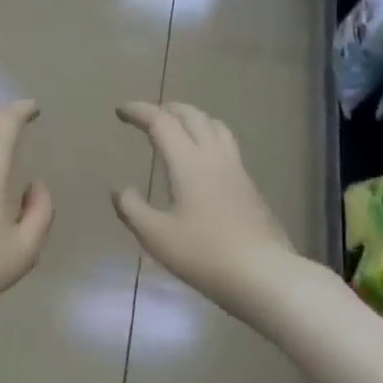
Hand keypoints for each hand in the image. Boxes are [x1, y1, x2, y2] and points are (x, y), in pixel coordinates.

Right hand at [113, 101, 295, 315]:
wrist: (262, 273)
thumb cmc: (203, 254)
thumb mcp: (155, 235)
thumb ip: (132, 208)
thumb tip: (119, 189)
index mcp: (188, 163)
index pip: (162, 123)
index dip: (140, 112)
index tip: (121, 111)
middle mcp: (214, 157)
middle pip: (192, 116)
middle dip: (167, 109)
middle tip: (147, 116)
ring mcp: (237, 170)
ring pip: (215, 127)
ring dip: (192, 119)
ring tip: (177, 128)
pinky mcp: (249, 186)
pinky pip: (227, 146)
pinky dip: (208, 137)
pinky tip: (202, 160)